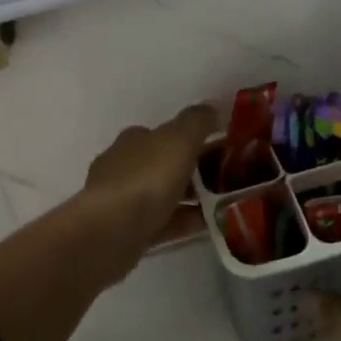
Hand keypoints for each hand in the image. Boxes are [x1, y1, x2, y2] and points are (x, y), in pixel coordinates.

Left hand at [83, 103, 220, 246]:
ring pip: (165, 195)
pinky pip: (163, 222)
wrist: (110, 233)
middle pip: (166, 164)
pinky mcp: (127, 232)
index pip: (166, 133)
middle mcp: (124, 166)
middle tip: (231, 178)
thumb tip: (212, 107)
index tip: (224, 146)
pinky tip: (208, 226)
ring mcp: (123, 200)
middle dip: (196, 169)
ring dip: (193, 197)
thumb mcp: (179, 140)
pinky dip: (185, 221)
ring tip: (226, 203)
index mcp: (134, 140)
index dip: (195, 137)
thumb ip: (198, 121)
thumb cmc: (146, 179)